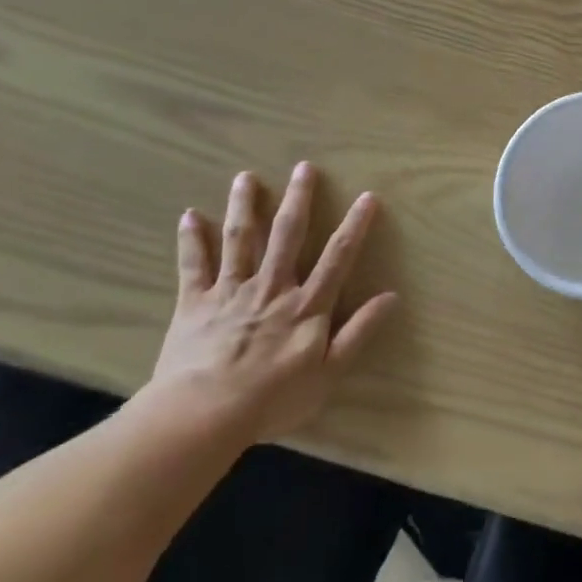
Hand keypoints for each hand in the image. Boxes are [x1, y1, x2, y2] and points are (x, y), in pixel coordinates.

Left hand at [149, 163, 397, 443]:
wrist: (204, 414)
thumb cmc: (273, 397)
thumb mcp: (329, 372)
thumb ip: (359, 331)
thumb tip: (392, 296)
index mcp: (307, 305)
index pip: (338, 257)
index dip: (354, 225)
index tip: (367, 197)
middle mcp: (272, 287)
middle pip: (287, 235)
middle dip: (298, 199)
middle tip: (304, 167)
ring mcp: (231, 291)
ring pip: (240, 240)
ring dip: (244, 206)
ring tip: (246, 177)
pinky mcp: (195, 303)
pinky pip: (194, 266)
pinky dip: (191, 240)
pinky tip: (189, 215)